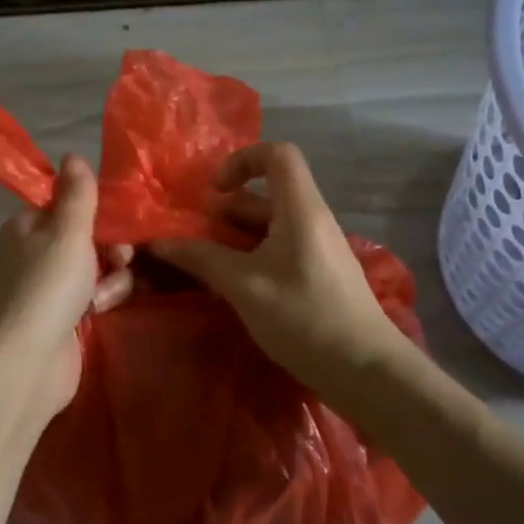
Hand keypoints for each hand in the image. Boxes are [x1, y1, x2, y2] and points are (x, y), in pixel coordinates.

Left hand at [0, 153, 133, 427]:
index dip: (96, 212)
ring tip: (102, 297)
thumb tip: (72, 154)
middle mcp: (36, 253)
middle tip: (117, 260)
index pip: (68, 205)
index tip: (116, 222)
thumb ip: (77, 194)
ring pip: (97, 268)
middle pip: (88, 237)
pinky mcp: (65, 318)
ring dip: (110, 278)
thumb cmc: (47, 286)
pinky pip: (96, 297)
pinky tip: (100, 312)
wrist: (28, 362)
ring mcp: (50, 288)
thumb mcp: (67, 231)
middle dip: (110, 248)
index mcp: (28, 226)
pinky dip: (103, 301)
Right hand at [149, 143, 405, 391]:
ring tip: (208, 261)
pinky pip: (282, 246)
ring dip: (237, 235)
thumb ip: (201, 259)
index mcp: (301, 208)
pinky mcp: (320, 271)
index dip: (242, 160)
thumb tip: (157, 242)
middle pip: (269, 191)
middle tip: (197, 235)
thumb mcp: (244, 287)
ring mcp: (319, 246)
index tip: (215, 192)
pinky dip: (254, 254)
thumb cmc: (304, 317)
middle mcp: (313, 218)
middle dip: (229, 207)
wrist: (366, 369)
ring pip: (273, 223)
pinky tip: (235, 284)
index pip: (278, 154)